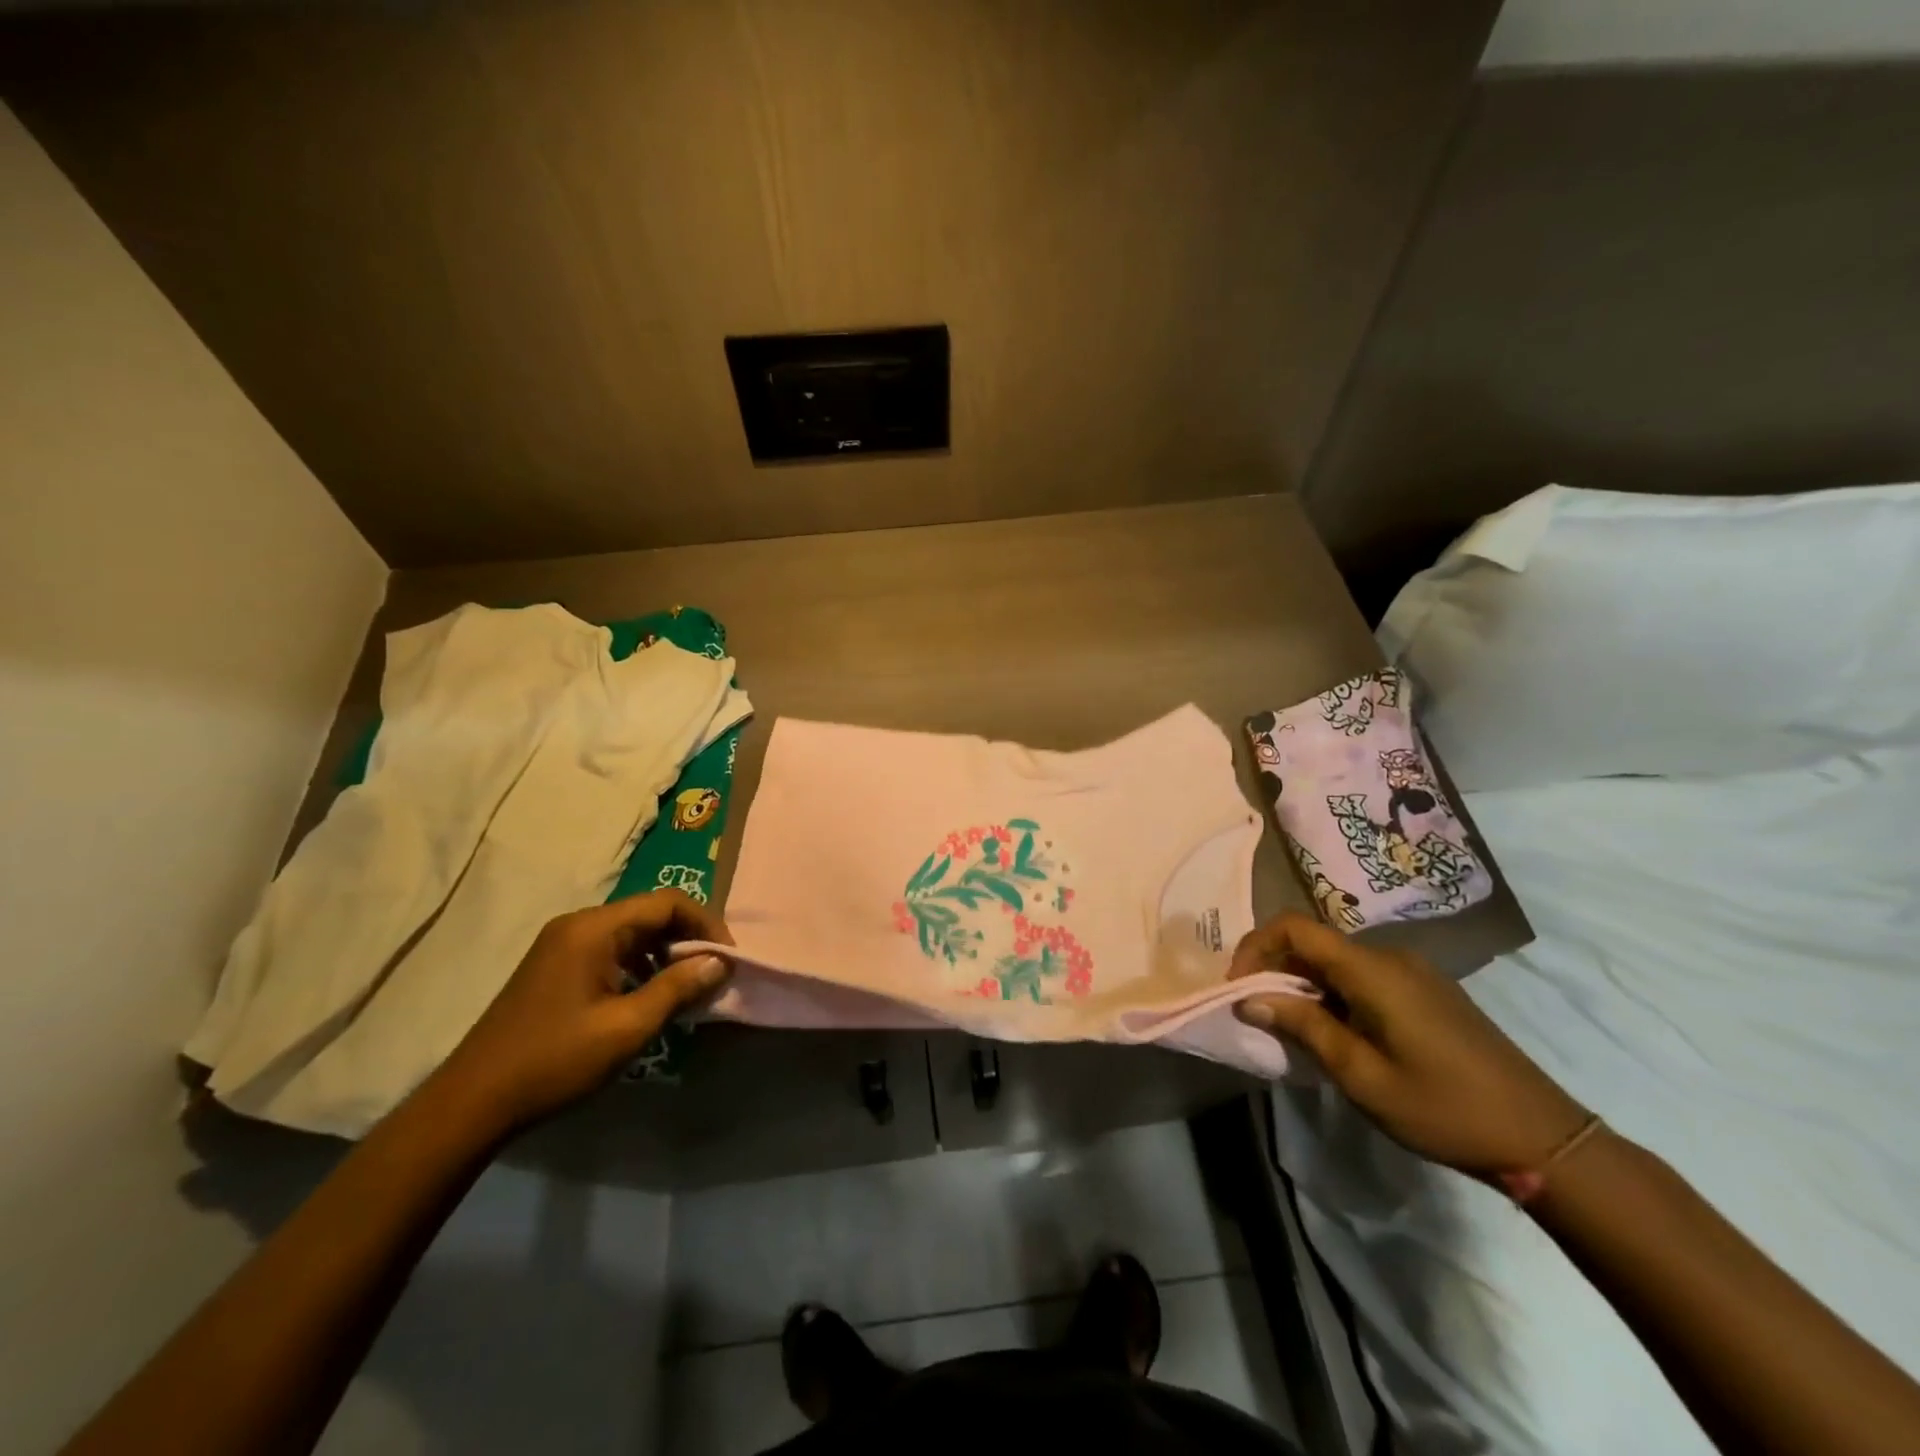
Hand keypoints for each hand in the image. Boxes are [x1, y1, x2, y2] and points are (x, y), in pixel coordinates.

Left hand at [433, 891, 732, 1136]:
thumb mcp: (627, 1027)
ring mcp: (563, 944)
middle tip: (712, 975)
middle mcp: (579, 925)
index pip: (668, 903)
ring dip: (665, 954)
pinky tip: (648, 998)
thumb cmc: (555, 1060)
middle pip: (650, 914)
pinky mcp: (556, 966)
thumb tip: (720, 962)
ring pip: (632, 933)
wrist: (473, 1103)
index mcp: (594, 929)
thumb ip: (677, 988)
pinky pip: (612, 951)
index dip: (706, 924)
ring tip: (687, 989)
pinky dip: (640, 966)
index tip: (728, 958)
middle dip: (688, 939)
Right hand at [1231, 913, 1587, 1177]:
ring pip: (1337, 961)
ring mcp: (1413, 972)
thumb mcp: (1361, 1074)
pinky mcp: (1427, 992)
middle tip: (1258, 1013)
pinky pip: (1363, 977)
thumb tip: (1248, 998)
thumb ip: (1303, 1027)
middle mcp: (1390, 957)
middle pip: (1314, 943)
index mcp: (1372, 969)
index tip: (1238, 987)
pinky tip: (1337, 1034)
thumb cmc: (1443, 1107)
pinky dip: (1334, 994)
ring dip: (1305, 985)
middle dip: (1276, 970)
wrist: (1543, 1138)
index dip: (1256, 947)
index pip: (1294, 927)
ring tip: (1293, 1029)